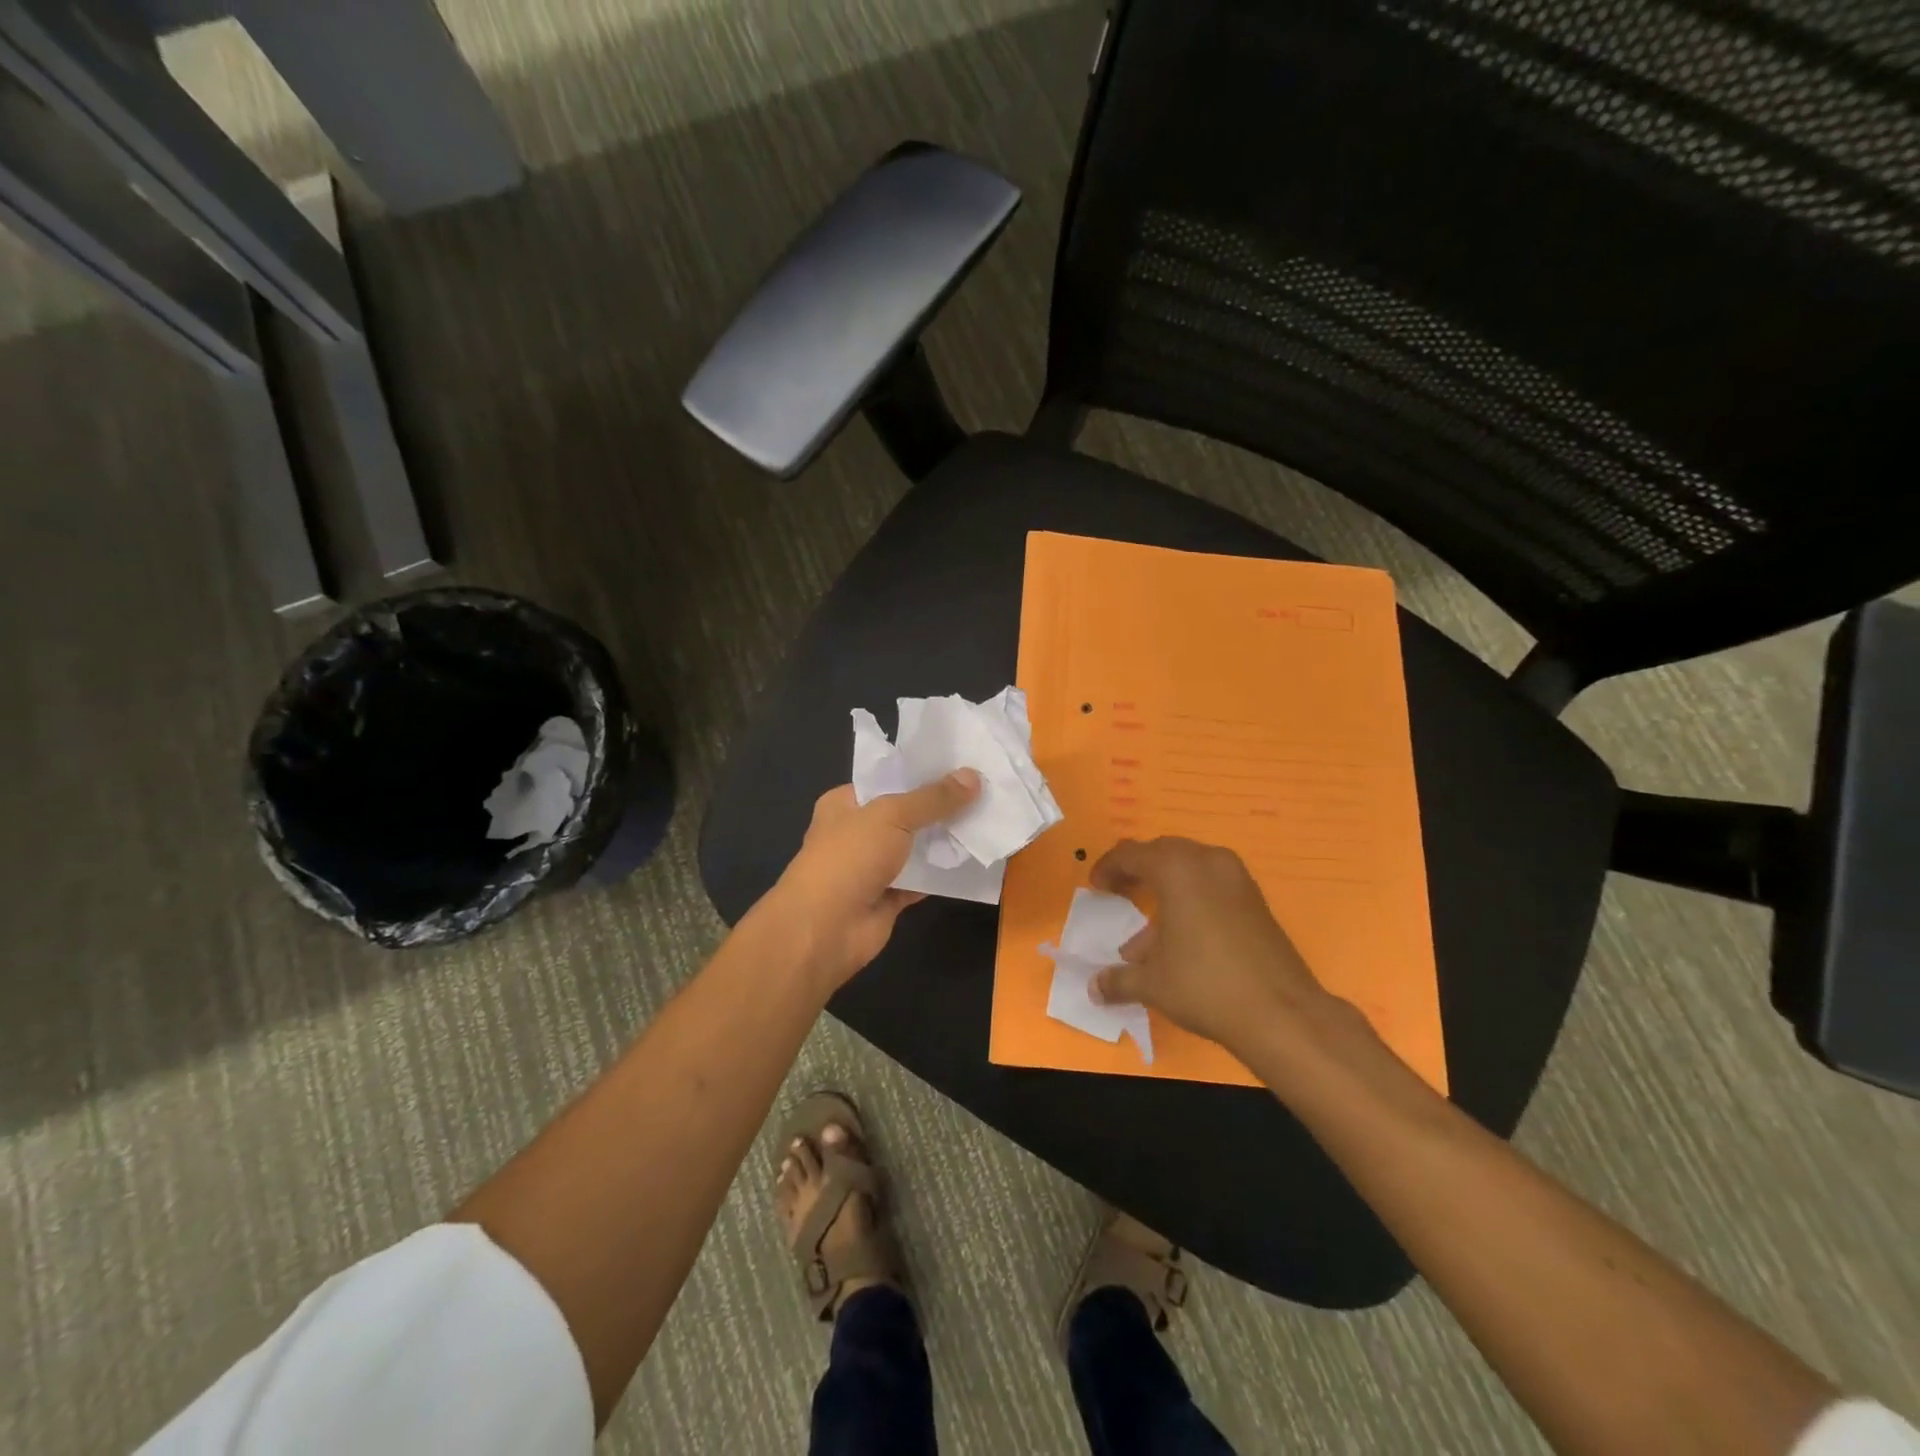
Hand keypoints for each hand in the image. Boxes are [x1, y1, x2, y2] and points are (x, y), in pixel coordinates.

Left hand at [769, 771, 981, 990]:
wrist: (825, 929)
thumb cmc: (849, 858)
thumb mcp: (892, 815)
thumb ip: (933, 798)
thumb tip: (973, 776)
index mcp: (845, 803)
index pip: (887, 779)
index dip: (922, 772)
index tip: (962, 765)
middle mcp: (857, 832)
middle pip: (905, 813)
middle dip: (940, 806)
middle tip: (984, 791)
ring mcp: (872, 867)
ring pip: (915, 848)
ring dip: (944, 840)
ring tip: (986, 820)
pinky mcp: (887, 897)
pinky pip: (921, 880)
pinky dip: (942, 874)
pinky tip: (972, 860)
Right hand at [1088, 837, 1334, 1057]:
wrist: (1281, 1013)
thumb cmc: (1205, 985)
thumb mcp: (1152, 983)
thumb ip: (1117, 980)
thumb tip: (1094, 988)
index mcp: (1176, 869)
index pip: (1131, 853)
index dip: (1108, 868)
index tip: (1096, 888)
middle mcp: (1207, 862)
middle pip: (1163, 852)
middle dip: (1138, 871)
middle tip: (1119, 892)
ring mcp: (1237, 879)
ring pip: (1191, 869)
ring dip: (1165, 889)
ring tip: (1146, 934)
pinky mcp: (1256, 900)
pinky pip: (1213, 885)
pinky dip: (1191, 899)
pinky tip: (1182, 940)